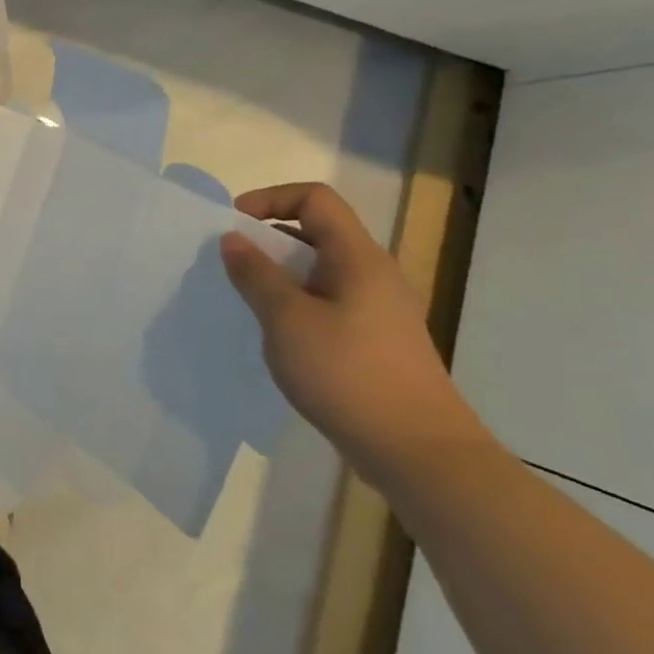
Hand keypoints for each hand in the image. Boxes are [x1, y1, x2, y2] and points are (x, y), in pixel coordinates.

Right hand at [220, 183, 488, 484]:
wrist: (420, 455)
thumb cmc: (349, 375)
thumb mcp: (287, 320)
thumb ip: (256, 274)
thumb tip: (233, 239)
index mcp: (357, 257)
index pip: (314, 199)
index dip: (269, 199)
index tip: (234, 226)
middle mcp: (374, 274)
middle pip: (317, 231)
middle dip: (269, 239)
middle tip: (233, 265)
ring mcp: (380, 309)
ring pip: (321, 270)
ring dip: (281, 274)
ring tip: (249, 301)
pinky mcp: (378, 340)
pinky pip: (330, 301)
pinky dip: (298, 303)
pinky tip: (280, 336)